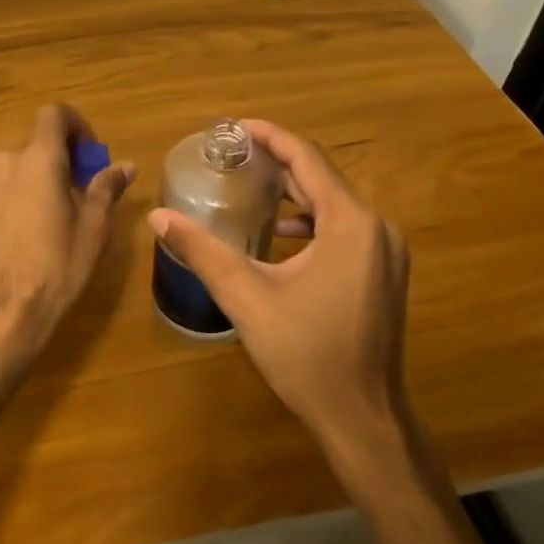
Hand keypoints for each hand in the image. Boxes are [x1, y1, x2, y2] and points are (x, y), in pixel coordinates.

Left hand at [0, 105, 135, 378]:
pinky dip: (6, 199)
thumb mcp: (92, 232)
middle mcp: (2, 161)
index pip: (55, 115)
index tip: (88, 157)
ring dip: (29, 183)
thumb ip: (105, 189)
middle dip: (55, 165)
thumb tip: (124, 166)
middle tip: (72, 200)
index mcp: (38, 160)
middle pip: (33, 147)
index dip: (75, 127)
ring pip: (10, 169)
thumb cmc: (53, 271)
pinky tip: (13, 237)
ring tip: (41, 224)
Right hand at [147, 120, 410, 454]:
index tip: (236, 126)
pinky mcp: (383, 275)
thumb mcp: (246, 297)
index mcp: (350, 224)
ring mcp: (385, 253)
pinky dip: (310, 221)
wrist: (361, 417)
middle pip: (322, 179)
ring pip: (334, 205)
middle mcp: (376, 229)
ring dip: (293, 193)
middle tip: (233, 155)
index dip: (272, 137)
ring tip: (249, 188)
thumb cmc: (305, 354)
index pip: (308, 160)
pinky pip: (344, 229)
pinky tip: (278, 235)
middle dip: (278, 163)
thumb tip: (157, 216)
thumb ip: (202, 250)